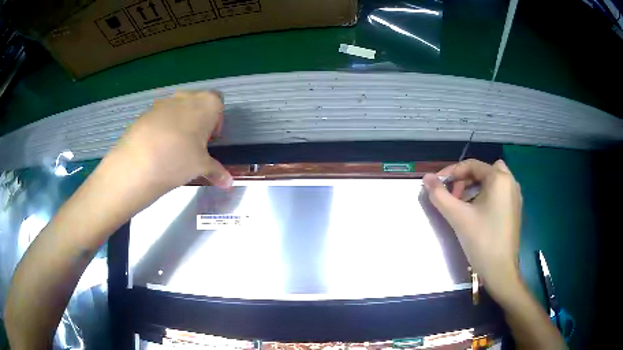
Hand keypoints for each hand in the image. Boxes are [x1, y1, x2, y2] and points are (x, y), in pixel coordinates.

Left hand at [111, 90, 232, 193]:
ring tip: (173, 147)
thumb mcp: (201, 167)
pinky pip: (159, 116)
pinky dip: (162, 128)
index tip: (210, 139)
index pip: (218, 102)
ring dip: (179, 122)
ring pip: (177, 109)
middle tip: (193, 144)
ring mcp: (163, 103)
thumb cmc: (178, 159)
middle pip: (197, 102)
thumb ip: (217, 172)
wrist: (137, 163)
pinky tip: (156, 148)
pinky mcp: (145, 112)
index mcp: (205, 104)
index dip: (216, 120)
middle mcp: (185, 97)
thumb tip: (229, 183)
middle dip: (198, 120)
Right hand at [423, 159, 522, 301]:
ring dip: (475, 187)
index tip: (437, 185)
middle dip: (465, 179)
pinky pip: (499, 192)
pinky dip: (486, 195)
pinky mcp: (515, 209)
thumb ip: (440, 195)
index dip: (451, 172)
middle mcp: (510, 182)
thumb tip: (426, 178)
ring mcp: (515, 196)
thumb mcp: (458, 217)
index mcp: (499, 179)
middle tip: (453, 197)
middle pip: (483, 170)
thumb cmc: (482, 241)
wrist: (500, 270)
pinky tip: (477, 213)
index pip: (471, 165)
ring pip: (492, 181)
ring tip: (463, 204)